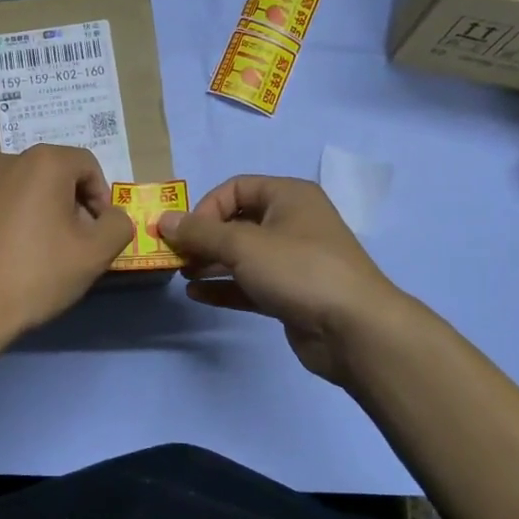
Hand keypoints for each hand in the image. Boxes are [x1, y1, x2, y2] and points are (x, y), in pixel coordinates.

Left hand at [0, 146, 133, 340]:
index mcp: (42, 161)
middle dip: (70, 205)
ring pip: (23, 190)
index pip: (87, 166)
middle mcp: (4, 159)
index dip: (101, 198)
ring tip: (41, 253)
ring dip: (40, 213)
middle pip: (53, 175)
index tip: (98, 233)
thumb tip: (111, 217)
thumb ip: (118, 225)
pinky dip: (12, 221)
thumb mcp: (95, 253)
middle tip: (73, 245)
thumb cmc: (36, 274)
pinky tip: (10, 256)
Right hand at [158, 176, 405, 385]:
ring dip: (210, 263)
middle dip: (204, 238)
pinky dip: (225, 287)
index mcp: (288, 197)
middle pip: (237, 222)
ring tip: (183, 276)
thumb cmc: (299, 270)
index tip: (185, 233)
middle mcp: (292, 222)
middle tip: (176, 257)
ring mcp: (293, 261)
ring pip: (242, 255)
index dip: (206, 207)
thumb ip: (200, 232)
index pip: (236, 188)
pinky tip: (197, 295)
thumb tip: (163, 220)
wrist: (355, 329)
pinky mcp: (291, 294)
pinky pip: (250, 283)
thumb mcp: (243, 245)